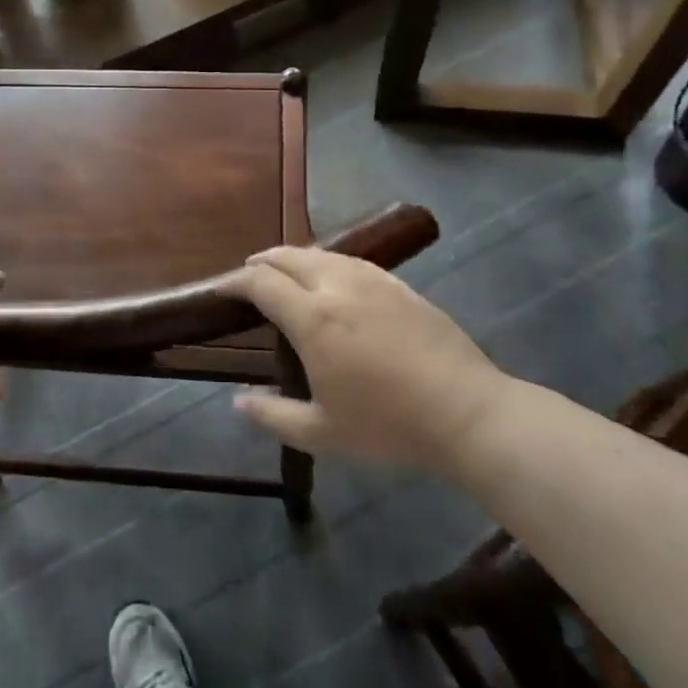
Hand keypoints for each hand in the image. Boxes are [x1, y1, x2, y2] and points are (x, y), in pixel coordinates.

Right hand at [223, 247, 506, 476]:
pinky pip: (351, 261)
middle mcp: (336, 286)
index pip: (260, 282)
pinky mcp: (398, 285)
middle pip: (287, 257)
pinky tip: (330, 279)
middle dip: (260, 263)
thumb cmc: (389, 425)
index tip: (220, 291)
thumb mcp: (323, 433)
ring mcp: (371, 281)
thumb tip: (238, 401)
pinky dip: (326, 263)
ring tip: (283, 275)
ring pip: (320, 254)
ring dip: (293, 259)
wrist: (468, 412)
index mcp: (312, 318)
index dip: (234, 282)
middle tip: (247, 278)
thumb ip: (273, 416)